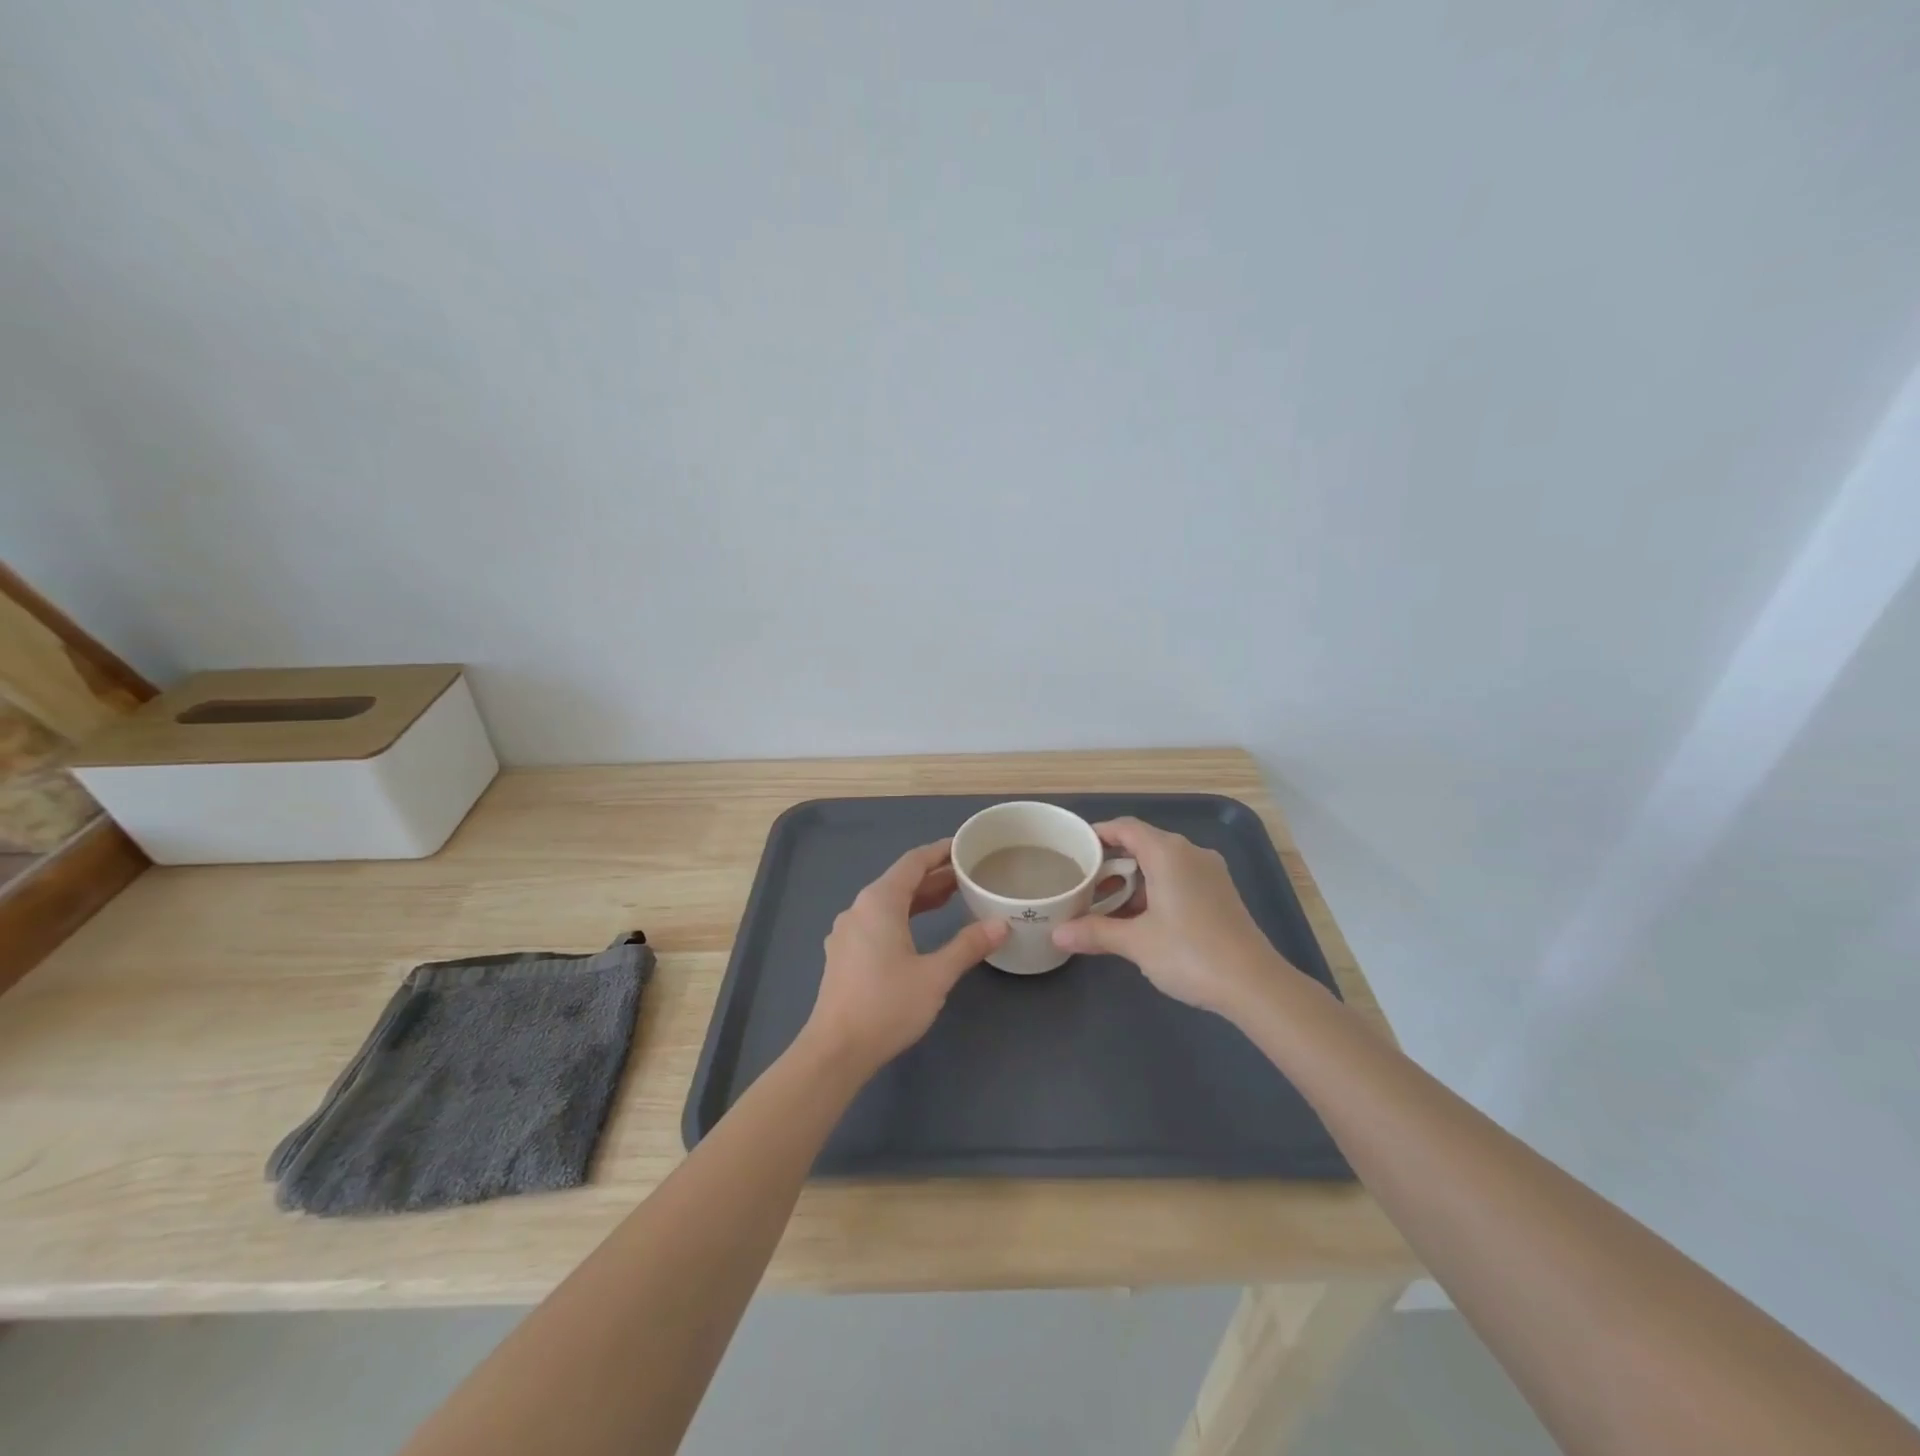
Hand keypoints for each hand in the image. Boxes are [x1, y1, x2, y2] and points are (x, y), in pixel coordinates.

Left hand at [805, 840, 1007, 1071]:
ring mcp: (848, 931)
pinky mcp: (845, 953)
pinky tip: (921, 929)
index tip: (965, 846)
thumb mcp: (935, 975)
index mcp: (879, 902)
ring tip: (954, 897)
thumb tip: (1001, 925)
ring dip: (920, 897)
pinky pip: (878, 920)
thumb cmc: (887, 1005)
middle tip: (969, 874)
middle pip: (900, 880)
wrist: (836, 1050)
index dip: (940, 851)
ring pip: (889, 902)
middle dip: (934, 876)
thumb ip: (968, 945)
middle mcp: (859, 908)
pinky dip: (904, 915)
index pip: (913, 862)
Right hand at [1051, 817, 1295, 1020]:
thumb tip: (1057, 933)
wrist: (1255, 985)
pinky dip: (1155, 890)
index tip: (1074, 849)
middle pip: (1143, 844)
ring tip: (1106, 906)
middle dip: (1112, 863)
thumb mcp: (1136, 942)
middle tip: (1084, 884)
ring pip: (1162, 864)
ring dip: (1133, 881)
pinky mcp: (1220, 894)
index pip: (1125, 828)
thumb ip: (1095, 932)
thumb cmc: (1190, 953)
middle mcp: (1190, 853)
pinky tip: (1140, 919)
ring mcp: (1210, 873)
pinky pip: (1179, 879)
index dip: (1098, 834)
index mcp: (1168, 853)